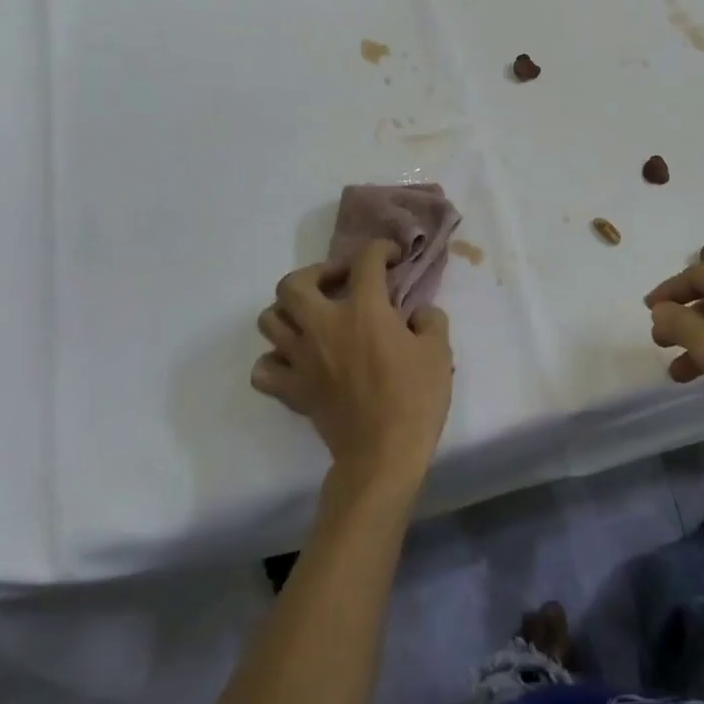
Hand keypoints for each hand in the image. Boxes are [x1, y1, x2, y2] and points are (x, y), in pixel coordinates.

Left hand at [252, 239, 452, 493]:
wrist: (383, 455)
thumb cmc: (415, 398)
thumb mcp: (439, 351)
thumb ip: (429, 320)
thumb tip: (417, 313)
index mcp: (363, 309)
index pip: (366, 260)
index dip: (381, 249)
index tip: (392, 257)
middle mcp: (323, 325)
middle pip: (294, 282)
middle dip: (316, 273)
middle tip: (339, 283)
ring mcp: (300, 358)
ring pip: (269, 319)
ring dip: (289, 311)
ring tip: (313, 317)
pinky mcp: (291, 389)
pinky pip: (263, 368)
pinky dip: (273, 360)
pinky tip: (295, 360)